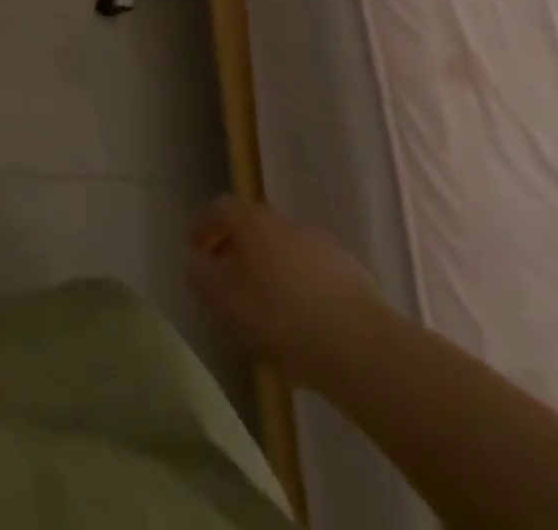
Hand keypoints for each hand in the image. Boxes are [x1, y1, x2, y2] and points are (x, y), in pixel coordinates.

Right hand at [186, 195, 386, 383]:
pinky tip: (299, 323)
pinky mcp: (354, 279)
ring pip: (285, 252)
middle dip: (237, 249)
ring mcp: (324, 248)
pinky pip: (313, 276)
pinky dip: (298, 289)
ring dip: (269, 270)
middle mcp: (287, 224)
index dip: (204, 226)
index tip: (193, 250)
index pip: (221, 208)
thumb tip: (197, 262)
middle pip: (255, 228)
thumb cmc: (281, 317)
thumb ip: (202, 276)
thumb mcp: (224, 300)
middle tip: (225, 278)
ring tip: (261, 307)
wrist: (365, 349)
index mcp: (254, 221)